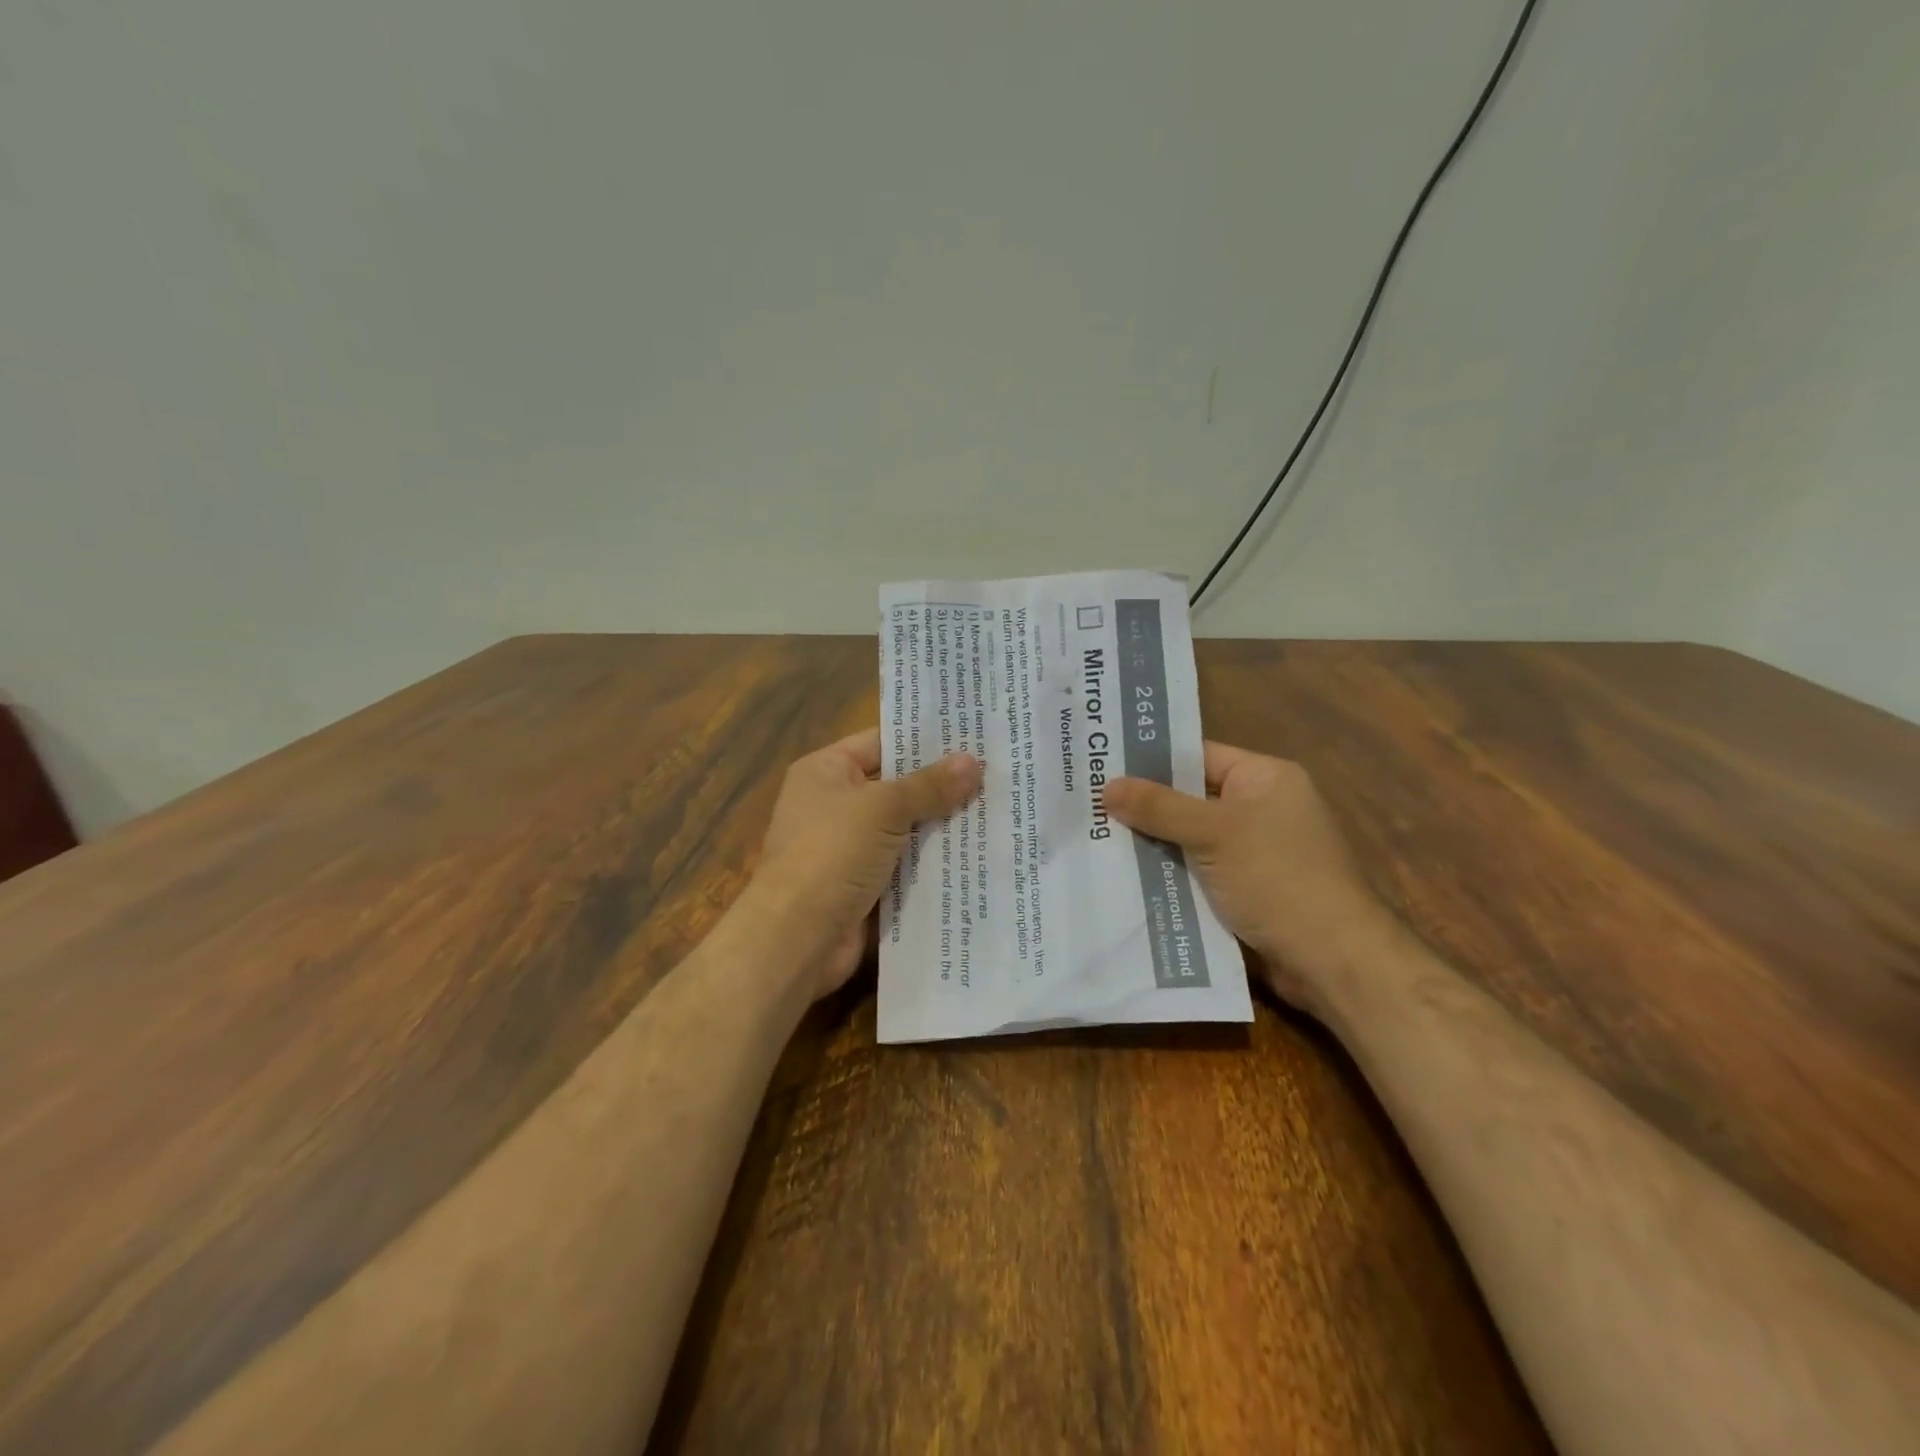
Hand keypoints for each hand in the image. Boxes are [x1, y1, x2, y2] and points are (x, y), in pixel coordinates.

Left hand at [747, 728, 982, 998]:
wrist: (796, 939)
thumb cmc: (831, 855)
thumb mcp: (883, 809)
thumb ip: (929, 786)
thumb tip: (973, 761)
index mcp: (826, 771)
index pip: (881, 742)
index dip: (924, 739)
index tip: (972, 735)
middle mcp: (835, 805)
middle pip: (897, 787)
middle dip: (943, 786)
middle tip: (997, 774)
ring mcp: (850, 849)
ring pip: (907, 830)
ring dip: (944, 827)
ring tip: (999, 812)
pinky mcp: (865, 887)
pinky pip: (907, 868)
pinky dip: (935, 865)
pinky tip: (979, 857)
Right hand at [1104, 742, 1393, 1014]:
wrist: (1330, 960)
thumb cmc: (1278, 878)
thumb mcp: (1215, 834)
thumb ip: (1160, 808)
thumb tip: (1107, 786)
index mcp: (1265, 779)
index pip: (1199, 756)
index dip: (1151, 760)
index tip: (1102, 764)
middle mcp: (1260, 808)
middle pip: (1189, 798)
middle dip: (1143, 805)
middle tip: (1087, 802)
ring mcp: (1252, 851)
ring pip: (1188, 838)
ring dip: (1150, 843)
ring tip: (1091, 837)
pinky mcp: (1243, 889)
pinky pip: (1195, 870)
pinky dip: (1167, 873)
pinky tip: (1122, 875)